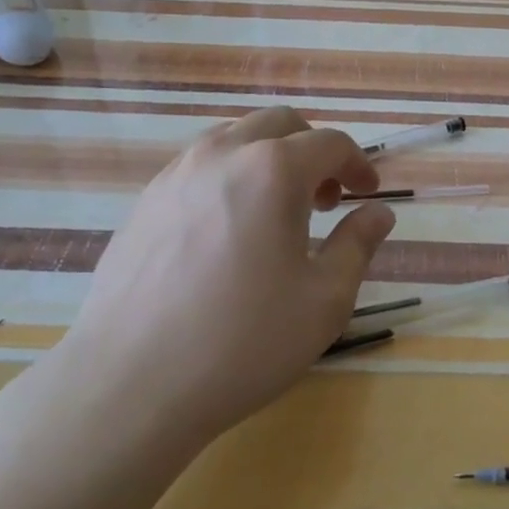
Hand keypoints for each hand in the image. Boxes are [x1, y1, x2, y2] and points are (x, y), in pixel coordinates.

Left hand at [53, 107, 395, 446]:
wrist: (130, 383)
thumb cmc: (243, 341)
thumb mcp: (324, 300)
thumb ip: (357, 245)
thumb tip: (378, 213)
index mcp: (273, 170)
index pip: (330, 143)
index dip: (357, 164)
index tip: (368, 194)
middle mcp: (223, 154)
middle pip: (280, 124)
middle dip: (313, 150)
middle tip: (326, 198)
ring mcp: (176, 173)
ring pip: (235, 137)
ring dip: (269, 157)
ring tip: (277, 210)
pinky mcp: (145, 201)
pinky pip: (199, 165)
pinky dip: (230, 175)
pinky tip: (228, 229)